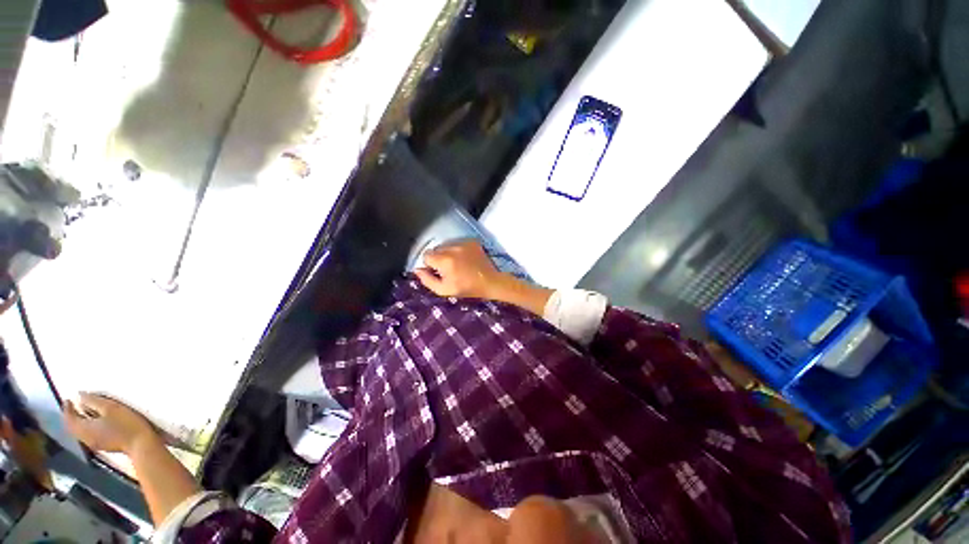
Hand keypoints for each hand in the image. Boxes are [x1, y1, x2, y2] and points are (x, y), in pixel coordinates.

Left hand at [63, 393, 157, 453]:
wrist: (141, 444)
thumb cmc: (126, 424)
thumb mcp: (112, 408)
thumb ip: (94, 401)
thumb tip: (81, 396)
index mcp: (84, 428)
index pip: (69, 418)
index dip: (67, 408)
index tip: (68, 399)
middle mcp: (84, 437)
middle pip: (72, 427)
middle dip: (71, 416)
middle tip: (73, 406)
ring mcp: (93, 443)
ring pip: (79, 432)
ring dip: (78, 422)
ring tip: (83, 413)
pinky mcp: (102, 445)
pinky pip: (87, 435)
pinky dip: (85, 427)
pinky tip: (94, 423)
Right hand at [414, 240, 553, 315]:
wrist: (491, 281)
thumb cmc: (467, 288)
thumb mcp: (445, 290)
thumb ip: (427, 280)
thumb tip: (417, 270)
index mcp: (445, 260)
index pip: (426, 255)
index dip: (430, 265)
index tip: (439, 272)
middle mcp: (452, 248)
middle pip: (436, 249)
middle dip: (439, 258)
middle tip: (449, 269)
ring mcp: (463, 243)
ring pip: (446, 245)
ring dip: (448, 253)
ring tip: (458, 264)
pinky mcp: (472, 241)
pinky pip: (458, 243)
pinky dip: (458, 250)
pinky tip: (466, 259)